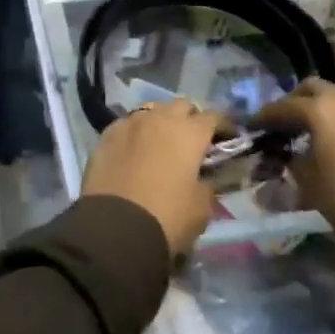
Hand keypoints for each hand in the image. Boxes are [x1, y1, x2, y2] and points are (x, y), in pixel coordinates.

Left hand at [81, 99, 221, 257]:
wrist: (115, 227)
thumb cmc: (167, 217)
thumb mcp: (201, 208)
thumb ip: (208, 184)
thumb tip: (205, 175)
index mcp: (190, 132)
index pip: (214, 117)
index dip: (224, 126)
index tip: (227, 138)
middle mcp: (161, 118)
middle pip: (182, 106)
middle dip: (191, 119)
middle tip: (193, 141)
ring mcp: (131, 123)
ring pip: (153, 110)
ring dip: (162, 122)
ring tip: (162, 143)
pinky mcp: (107, 134)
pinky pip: (128, 124)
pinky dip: (137, 132)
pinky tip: (135, 149)